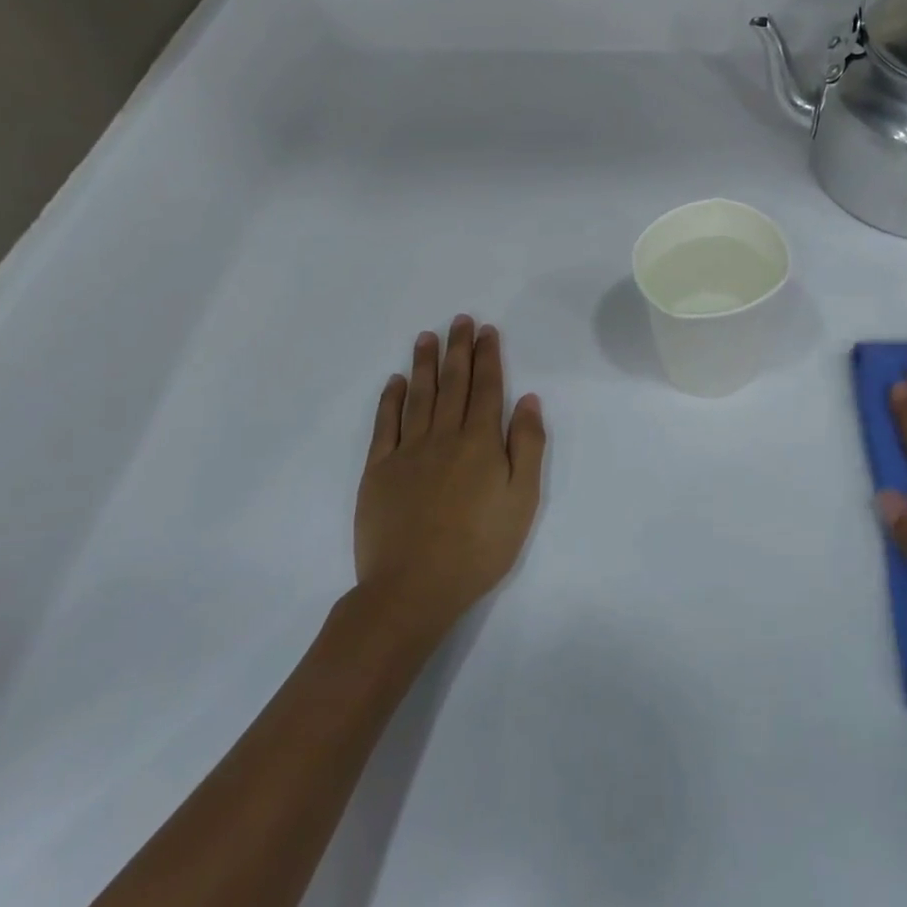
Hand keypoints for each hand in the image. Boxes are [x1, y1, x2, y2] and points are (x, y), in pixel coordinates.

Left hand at [354, 317, 546, 623]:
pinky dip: (390, 399)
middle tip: (460, 320)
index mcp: (480, 442)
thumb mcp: (523, 500)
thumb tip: (528, 400)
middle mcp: (443, 436)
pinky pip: (385, 425)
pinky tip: (395, 382)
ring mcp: (407, 451)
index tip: (487, 330)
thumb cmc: (480, 546)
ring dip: (424, 364)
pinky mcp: (378, 470)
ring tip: (427, 336)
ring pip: (418, 396)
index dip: (488, 357)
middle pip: (453, 383)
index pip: (487, 388)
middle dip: (458, 349)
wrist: (414, 586)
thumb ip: (527, 446)